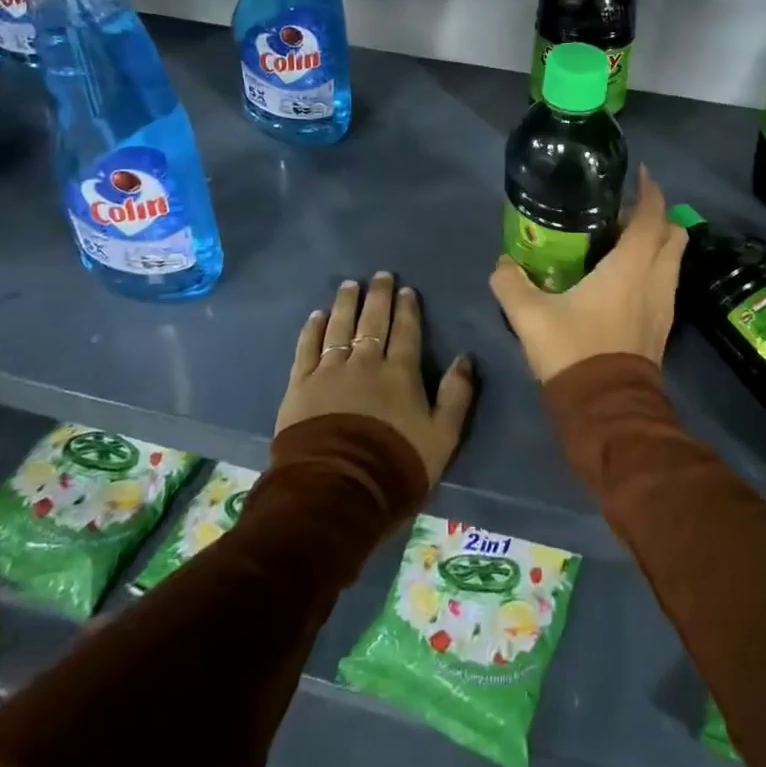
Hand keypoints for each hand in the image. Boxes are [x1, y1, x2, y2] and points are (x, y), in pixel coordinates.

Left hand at [277, 272, 476, 485]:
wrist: (337, 491)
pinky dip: (312, 329)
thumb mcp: (442, 438)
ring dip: (345, 304)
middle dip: (378, 296)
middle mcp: (365, 363)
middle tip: (380, 276)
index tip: (406, 290)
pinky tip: (316, 316)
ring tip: (349, 285)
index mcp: (400, 374)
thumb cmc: (395, 466)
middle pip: (372, 321)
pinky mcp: (301, 385)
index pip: (406, 332)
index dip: (407, 309)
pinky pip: (307, 348)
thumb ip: (456, 396)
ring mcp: (330, 371)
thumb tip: (465, 358)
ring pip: (339, 327)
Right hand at [489, 166, 686, 383]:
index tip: (640, 174)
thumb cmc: (574, 351)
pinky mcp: (661, 328)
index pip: (652, 216)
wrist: (607, 411)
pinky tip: (622, 279)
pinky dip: (653, 269)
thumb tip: (502, 263)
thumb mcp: (530, 316)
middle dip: (657, 216)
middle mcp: (655, 280)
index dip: (650, 191)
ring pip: (672, 261)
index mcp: (631, 267)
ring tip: (622, 242)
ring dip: (656, 244)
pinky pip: (665, 283)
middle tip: (624, 212)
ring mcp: (663, 305)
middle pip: (674, 234)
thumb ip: (510, 283)